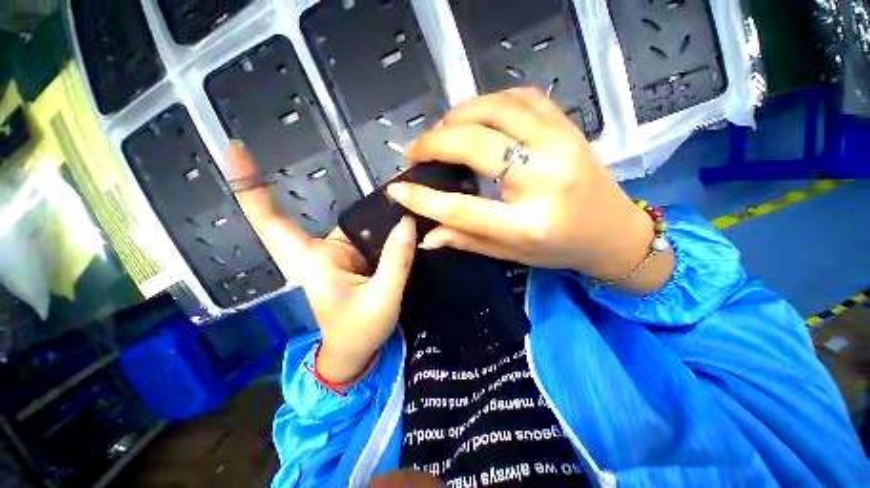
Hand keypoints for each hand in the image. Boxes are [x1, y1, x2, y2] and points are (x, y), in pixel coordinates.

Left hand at [227, 142, 415, 382]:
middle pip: (330, 214)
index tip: (235, 150)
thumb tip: (406, 222)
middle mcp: (322, 252)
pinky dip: (386, 227)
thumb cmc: (359, 333)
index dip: (249, 187)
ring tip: (405, 197)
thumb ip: (396, 261)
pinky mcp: (357, 259)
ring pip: (358, 224)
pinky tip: (403, 218)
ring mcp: (341, 255)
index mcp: (312, 262)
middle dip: (346, 193)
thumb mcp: (381, 299)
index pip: (271, 222)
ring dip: (380, 212)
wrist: (357, 353)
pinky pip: (370, 236)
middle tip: (382, 179)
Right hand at [387, 88, 672, 291]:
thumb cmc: (561, 249)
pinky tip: (476, 117)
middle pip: (474, 146)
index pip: (460, 208)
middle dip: (434, 143)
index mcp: (527, 223)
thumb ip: (466, 240)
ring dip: (458, 115)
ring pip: (496, 110)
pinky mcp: (568, 128)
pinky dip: (490, 102)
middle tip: (415, 151)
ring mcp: (561, 145)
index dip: (422, 198)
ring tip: (442, 131)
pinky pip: (522, 98)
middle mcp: (544, 179)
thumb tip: (426, 237)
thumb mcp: (511, 254)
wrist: (615, 232)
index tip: (396, 189)